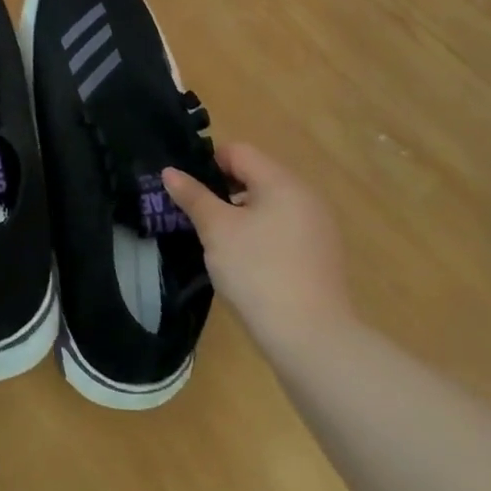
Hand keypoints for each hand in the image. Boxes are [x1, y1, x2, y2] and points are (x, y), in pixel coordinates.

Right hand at [162, 142, 351, 348]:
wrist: (311, 338)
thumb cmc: (257, 271)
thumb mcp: (216, 230)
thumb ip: (193, 196)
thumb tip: (170, 171)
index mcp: (282, 182)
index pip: (238, 152)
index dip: (207, 164)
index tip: (187, 191)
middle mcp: (306, 197)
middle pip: (255, 177)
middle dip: (222, 191)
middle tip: (196, 217)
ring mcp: (318, 228)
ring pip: (268, 205)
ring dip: (240, 215)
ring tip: (216, 242)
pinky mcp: (320, 256)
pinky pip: (282, 230)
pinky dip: (260, 235)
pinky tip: (245, 263)